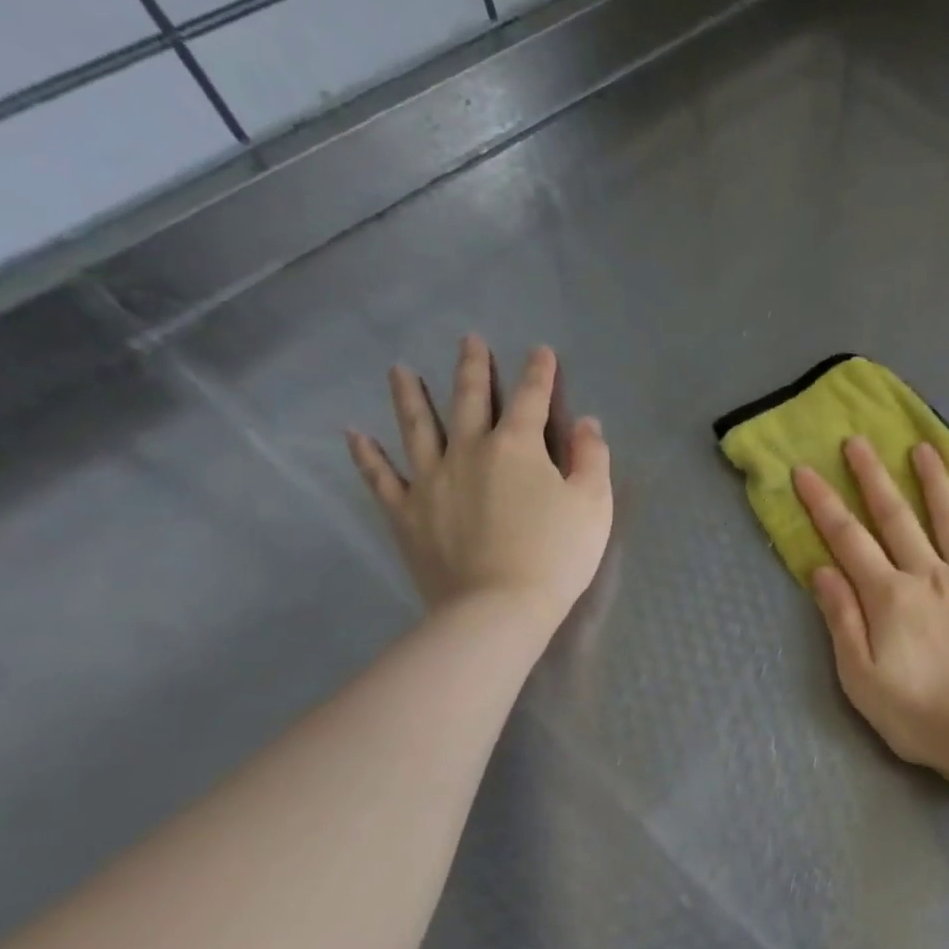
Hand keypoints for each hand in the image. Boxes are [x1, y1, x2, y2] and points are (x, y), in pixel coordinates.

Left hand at [347, 336, 611, 637]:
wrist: (497, 608)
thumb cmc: (556, 555)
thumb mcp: (593, 504)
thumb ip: (591, 458)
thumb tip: (586, 423)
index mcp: (519, 447)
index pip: (531, 398)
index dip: (539, 372)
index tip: (540, 351)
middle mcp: (469, 451)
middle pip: (469, 400)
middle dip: (473, 368)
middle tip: (468, 340)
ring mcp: (431, 480)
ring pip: (416, 427)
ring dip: (410, 396)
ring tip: (400, 369)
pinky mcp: (406, 513)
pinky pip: (380, 478)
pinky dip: (366, 455)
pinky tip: (354, 435)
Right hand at [793, 437, 948, 777]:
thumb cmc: (920, 714)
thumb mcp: (862, 679)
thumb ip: (842, 620)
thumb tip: (823, 570)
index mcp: (890, 597)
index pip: (848, 539)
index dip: (823, 503)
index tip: (805, 470)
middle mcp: (929, 574)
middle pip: (896, 516)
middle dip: (872, 476)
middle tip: (858, 441)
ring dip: (934, 479)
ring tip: (923, 447)